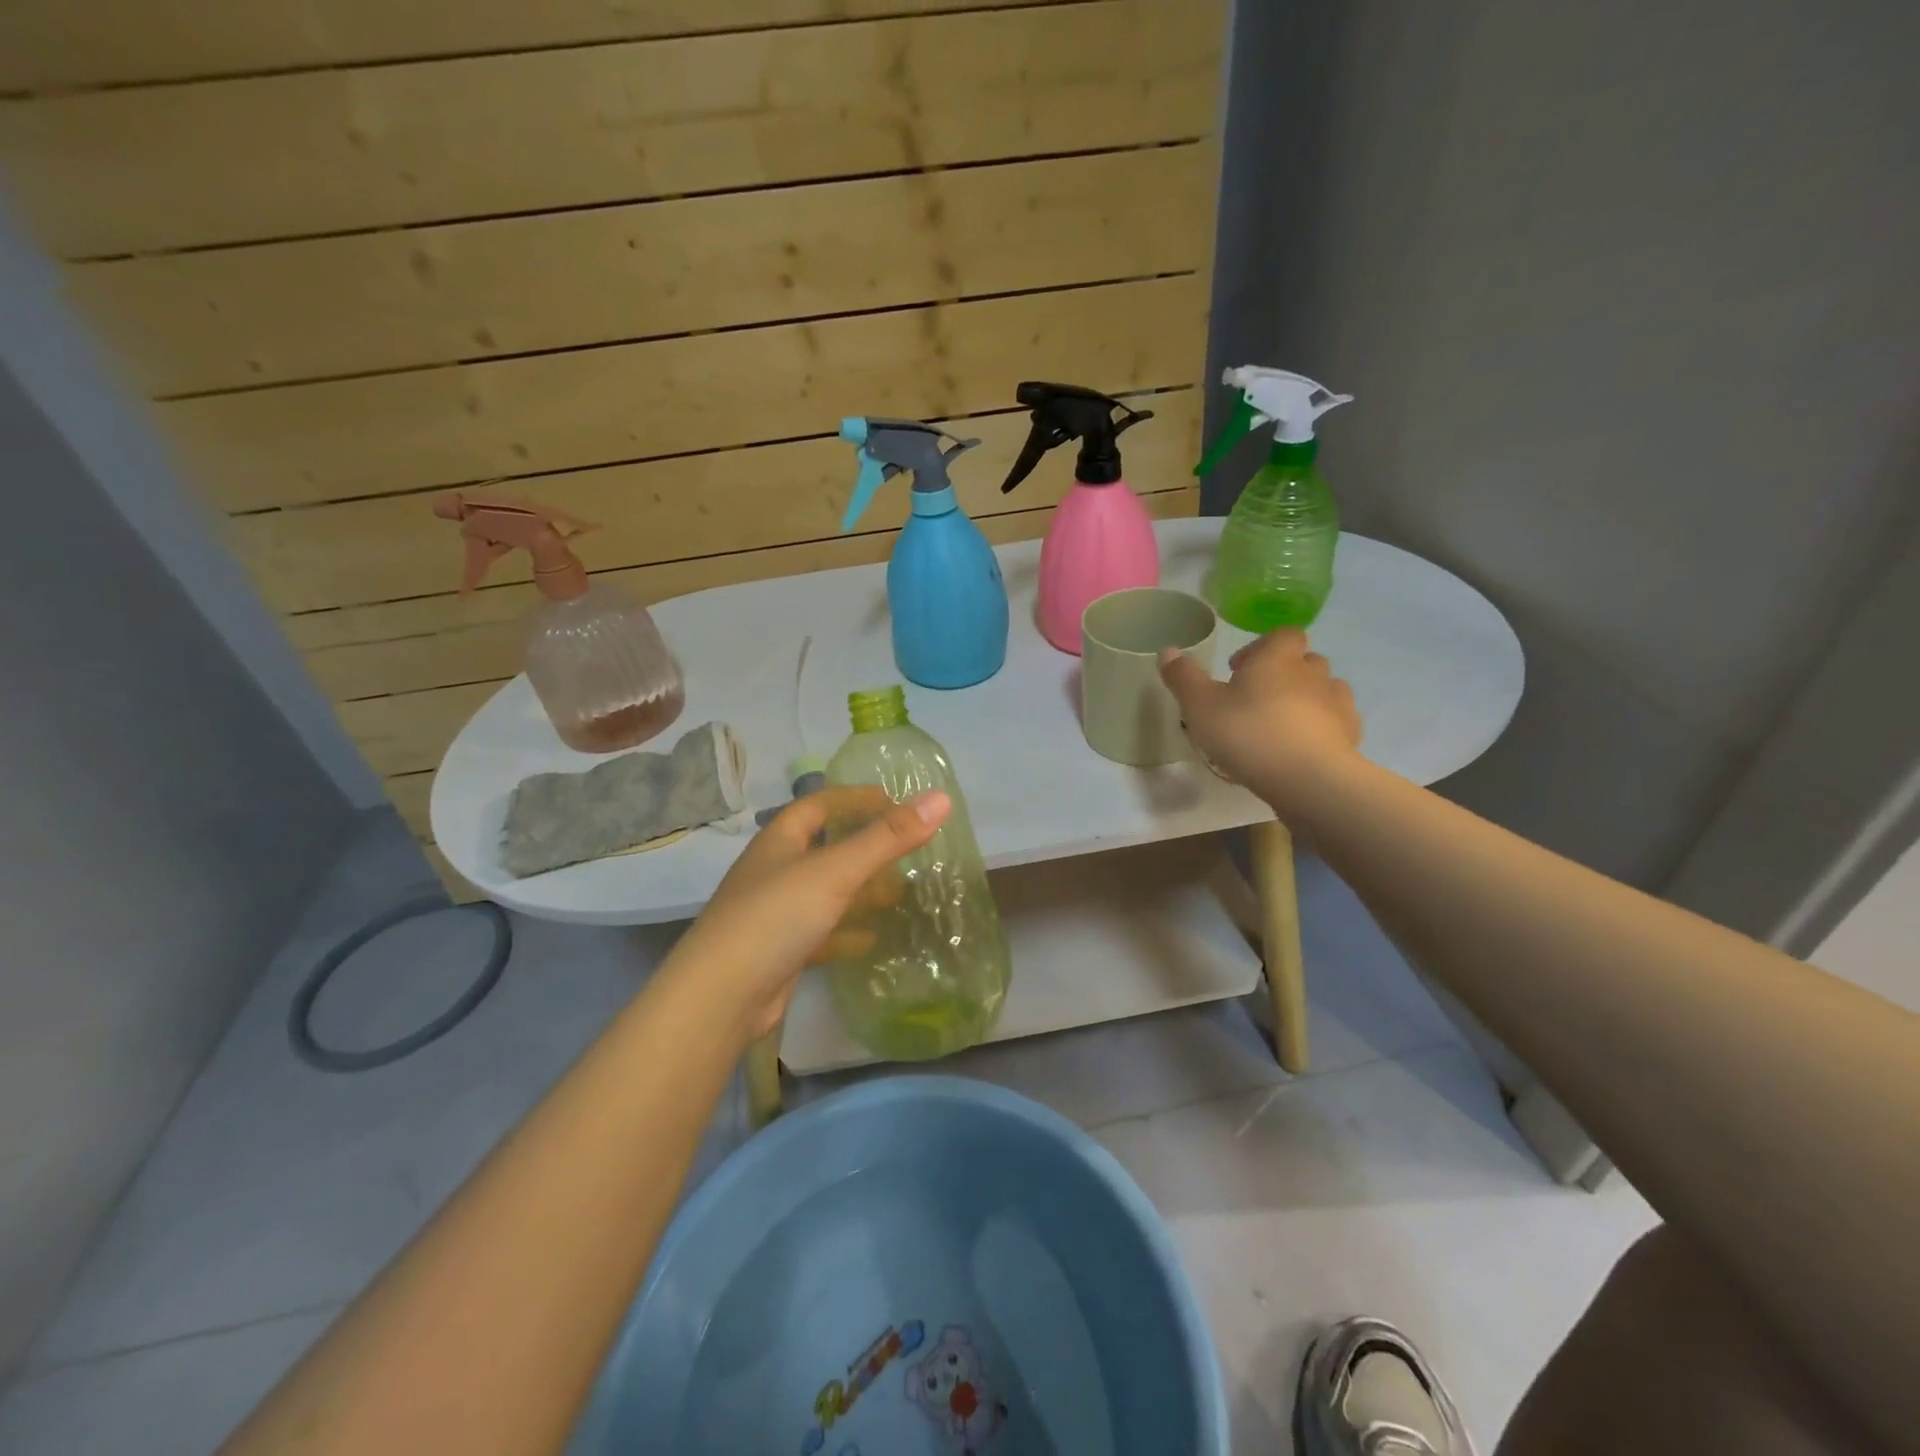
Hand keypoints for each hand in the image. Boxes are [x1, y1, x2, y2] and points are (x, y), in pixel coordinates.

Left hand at [662, 785, 950, 1043]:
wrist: (720, 998)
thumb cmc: (776, 917)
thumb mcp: (836, 871)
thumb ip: (888, 837)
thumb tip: (940, 798)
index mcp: (780, 841)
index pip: (819, 805)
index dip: (854, 798)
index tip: (893, 800)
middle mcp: (774, 871)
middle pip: (823, 847)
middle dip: (863, 846)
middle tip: (905, 849)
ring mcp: (774, 913)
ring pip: (824, 891)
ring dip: (858, 889)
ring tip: (899, 892)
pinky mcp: (780, 951)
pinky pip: (820, 931)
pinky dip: (846, 931)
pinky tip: (872, 939)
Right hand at [1159, 629, 1361, 814]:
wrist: (1308, 779)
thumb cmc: (1249, 733)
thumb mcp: (1200, 707)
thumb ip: (1183, 678)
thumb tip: (1167, 650)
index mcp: (1277, 658)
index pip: (1282, 635)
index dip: (1262, 646)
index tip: (1240, 668)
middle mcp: (1312, 673)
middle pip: (1305, 660)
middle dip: (1284, 673)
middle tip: (1257, 697)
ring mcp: (1337, 703)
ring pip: (1325, 689)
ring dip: (1307, 698)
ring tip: (1282, 723)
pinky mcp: (1350, 735)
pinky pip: (1337, 721)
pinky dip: (1323, 727)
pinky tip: (1303, 747)